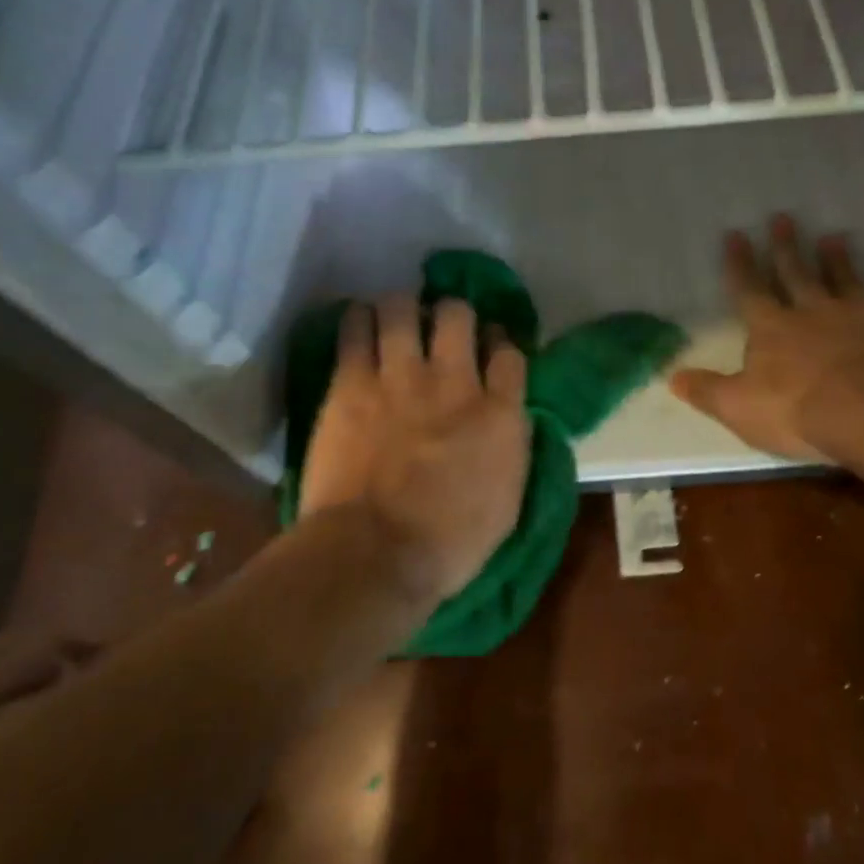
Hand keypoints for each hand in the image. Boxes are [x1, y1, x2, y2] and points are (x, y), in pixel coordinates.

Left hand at [300, 294, 530, 602]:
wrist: (374, 556)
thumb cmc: (448, 544)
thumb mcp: (508, 502)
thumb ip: (511, 447)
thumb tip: (508, 419)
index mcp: (499, 413)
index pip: (508, 352)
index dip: (498, 340)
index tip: (489, 345)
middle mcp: (454, 381)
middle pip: (458, 315)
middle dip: (452, 313)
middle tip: (441, 327)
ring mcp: (401, 377)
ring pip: (404, 308)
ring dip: (402, 308)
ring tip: (396, 318)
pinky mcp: (352, 382)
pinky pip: (355, 329)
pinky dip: (358, 320)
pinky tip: (359, 322)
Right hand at [670, 215, 863, 465]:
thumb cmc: (801, 412)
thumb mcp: (739, 407)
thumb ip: (707, 391)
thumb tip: (671, 378)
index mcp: (773, 329)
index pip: (749, 290)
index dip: (739, 264)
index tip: (735, 234)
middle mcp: (815, 314)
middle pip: (797, 274)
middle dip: (786, 247)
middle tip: (784, 216)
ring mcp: (861, 319)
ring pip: (847, 282)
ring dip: (839, 262)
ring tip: (835, 237)